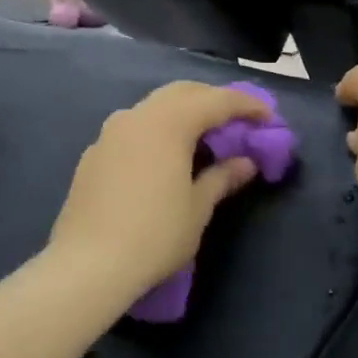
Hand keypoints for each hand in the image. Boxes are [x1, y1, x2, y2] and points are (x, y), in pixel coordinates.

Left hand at [48, 82, 270, 301]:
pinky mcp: (93, 155)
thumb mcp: (197, 208)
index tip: (268, 118)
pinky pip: (132, 130)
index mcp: (167, 123)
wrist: (89, 263)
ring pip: (153, 108)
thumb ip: (222, 177)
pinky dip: (156, 132)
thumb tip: (244, 163)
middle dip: (212, 100)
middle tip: (236, 121)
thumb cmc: (155, 234)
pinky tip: (163, 158)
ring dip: (181, 114)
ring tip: (201, 138)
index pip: (215, 101)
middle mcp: (136, 117)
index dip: (246, 106)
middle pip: (181, 93)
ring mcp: (109, 134)